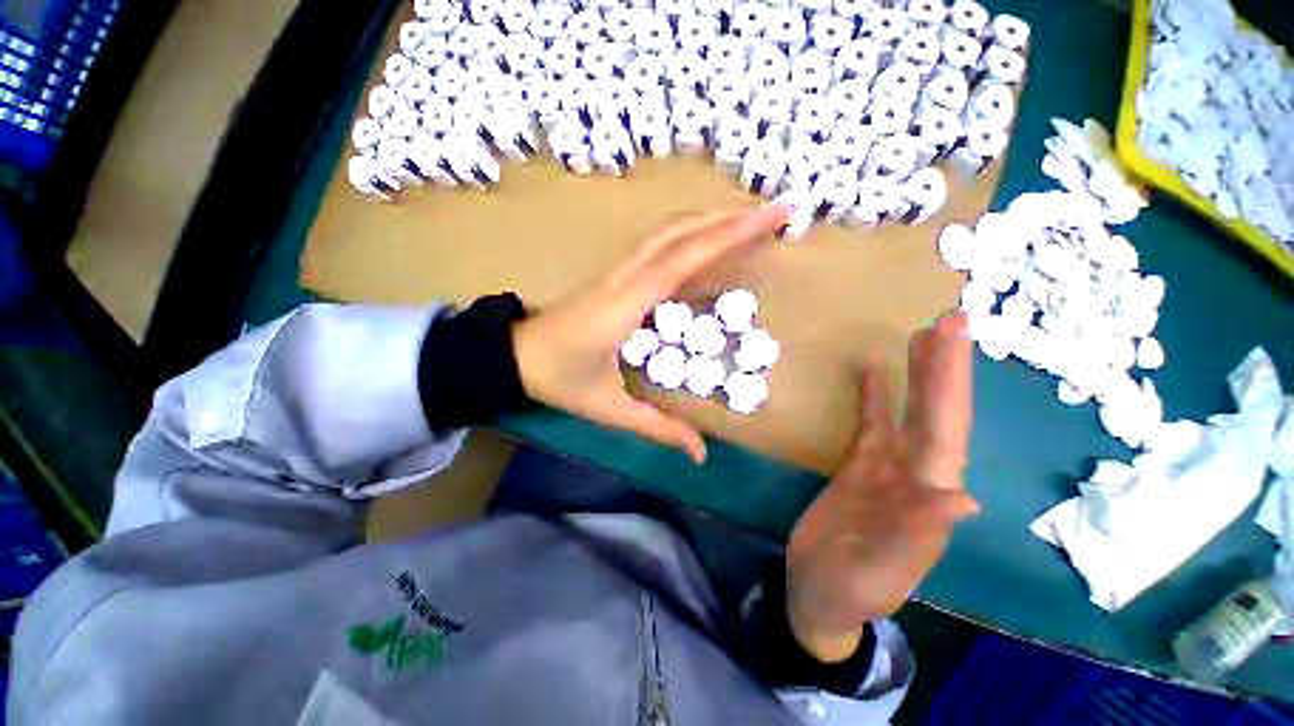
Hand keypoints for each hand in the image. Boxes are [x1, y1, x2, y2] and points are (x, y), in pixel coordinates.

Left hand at [512, 206, 789, 463]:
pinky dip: (691, 234)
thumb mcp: (608, 410)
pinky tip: (710, 239)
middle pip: (679, 233)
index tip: (766, 221)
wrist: (514, 355)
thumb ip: (657, 428)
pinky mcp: (616, 274)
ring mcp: (618, 271)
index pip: (680, 261)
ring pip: (667, 232)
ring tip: (751, 219)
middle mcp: (624, 277)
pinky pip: (658, 245)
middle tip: (775, 212)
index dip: (725, 237)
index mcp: (623, 306)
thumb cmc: (559, 380)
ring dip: (711, 220)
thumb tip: (702, 455)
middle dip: (730, 218)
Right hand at [784, 314, 978, 661]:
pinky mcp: (860, 467)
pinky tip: (876, 372)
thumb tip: (962, 500)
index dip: (953, 385)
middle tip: (951, 319)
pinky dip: (877, 398)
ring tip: (924, 335)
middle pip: (936, 414)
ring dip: (920, 376)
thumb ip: (916, 535)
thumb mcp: (879, 570)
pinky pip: (874, 425)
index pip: (947, 431)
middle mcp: (917, 476)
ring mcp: (887, 469)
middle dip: (945, 368)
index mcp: (927, 497)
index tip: (956, 339)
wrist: (818, 594)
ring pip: (910, 415)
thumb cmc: (848, 589)